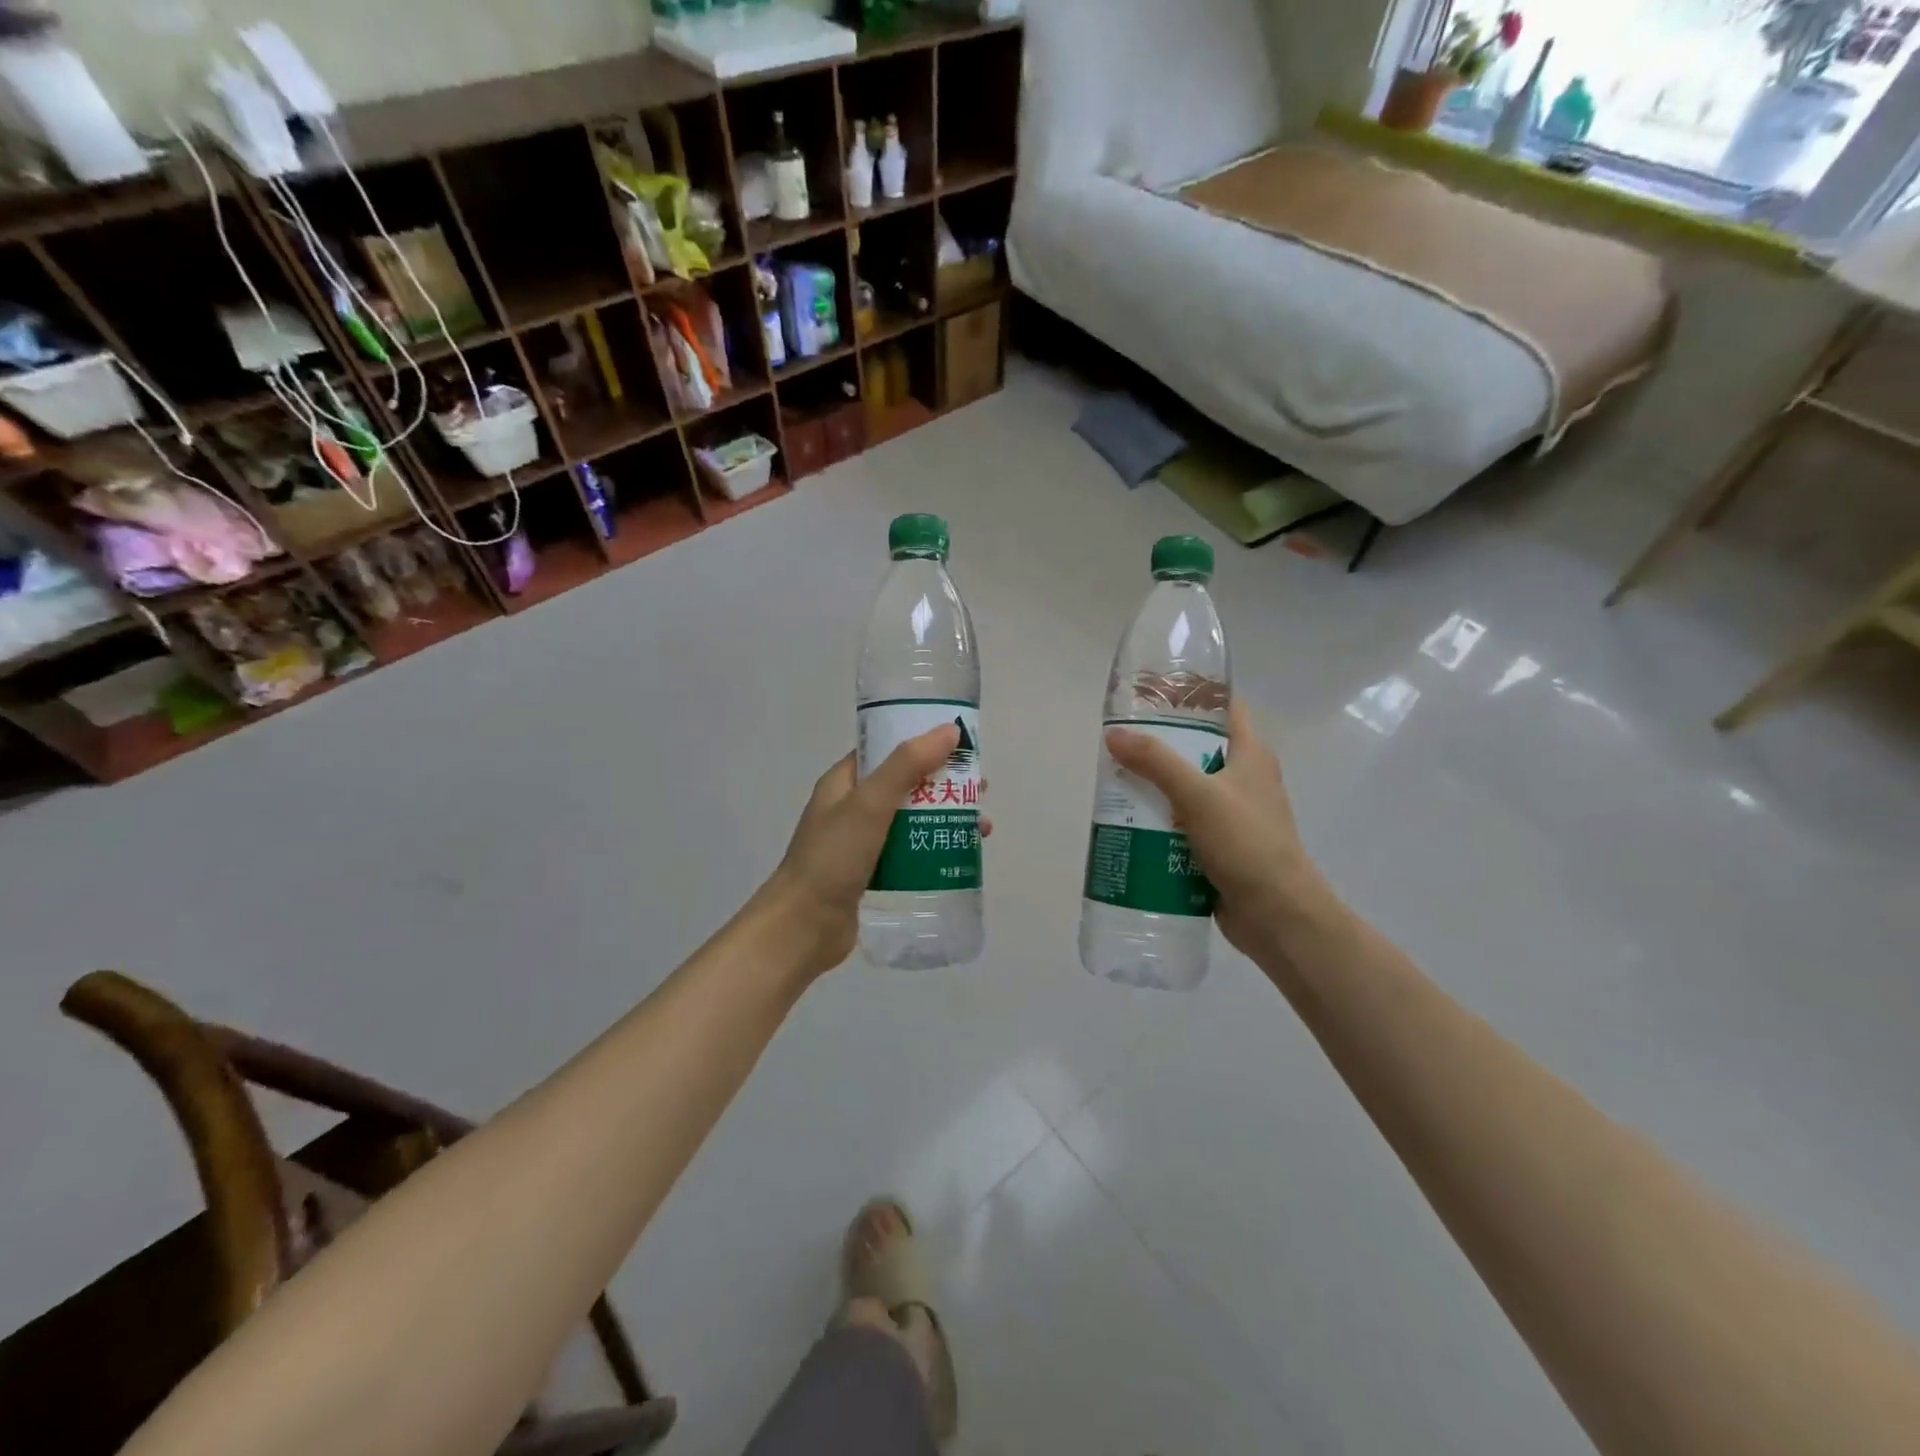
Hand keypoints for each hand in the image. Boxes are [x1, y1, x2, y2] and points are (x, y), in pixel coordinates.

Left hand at [762, 724, 991, 977]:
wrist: (803, 927)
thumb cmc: (833, 857)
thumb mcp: (871, 803)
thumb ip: (908, 764)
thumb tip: (949, 730)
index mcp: (844, 782)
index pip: (886, 749)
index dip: (922, 742)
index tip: (961, 745)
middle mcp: (851, 807)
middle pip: (905, 784)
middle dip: (943, 783)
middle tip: (980, 788)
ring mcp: (860, 842)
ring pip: (911, 819)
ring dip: (944, 817)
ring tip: (981, 827)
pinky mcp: (871, 873)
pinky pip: (908, 852)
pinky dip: (933, 848)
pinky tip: (959, 856)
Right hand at [1104, 699, 1332, 959]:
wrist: (1277, 915)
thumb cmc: (1246, 843)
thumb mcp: (1198, 795)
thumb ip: (1156, 763)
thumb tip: (1114, 735)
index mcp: (1250, 754)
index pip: (1225, 707)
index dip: (1193, 694)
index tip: (1153, 691)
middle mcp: (1243, 779)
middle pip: (1197, 748)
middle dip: (1159, 744)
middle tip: (1119, 741)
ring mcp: (1232, 814)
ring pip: (1186, 788)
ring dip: (1154, 786)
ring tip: (1114, 781)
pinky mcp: (1219, 845)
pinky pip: (1183, 823)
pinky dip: (1159, 820)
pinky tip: (1128, 823)